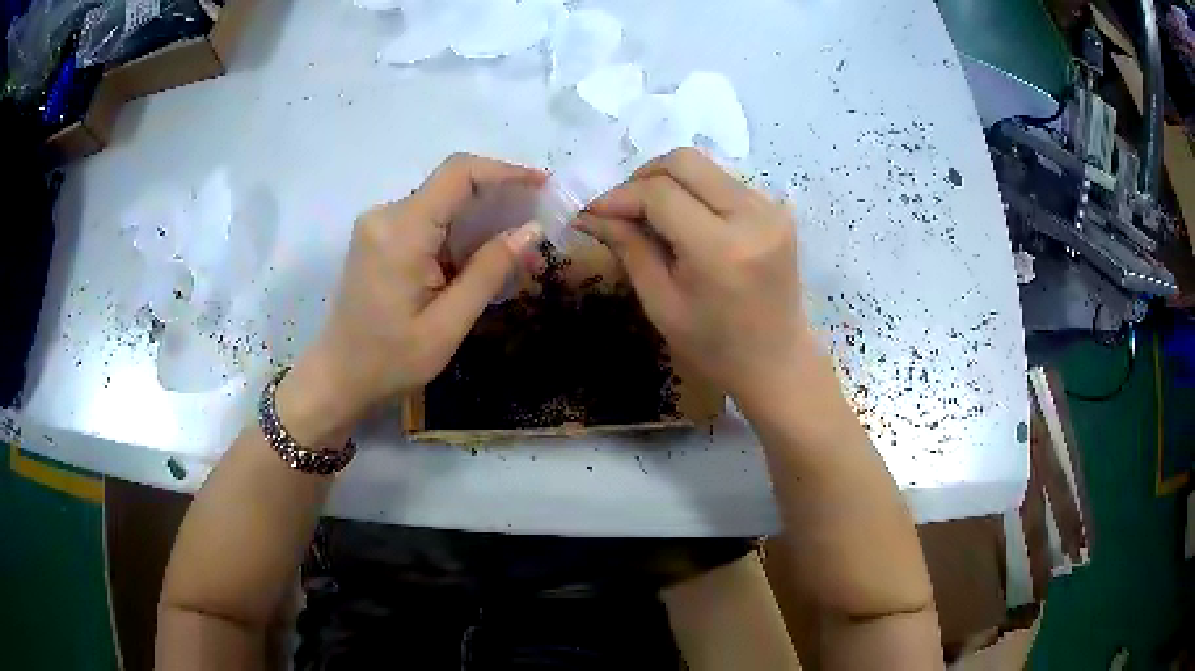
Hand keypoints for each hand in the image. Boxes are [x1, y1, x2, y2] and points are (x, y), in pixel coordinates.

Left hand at [284, 154, 544, 435]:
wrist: (338, 377)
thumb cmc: (390, 360)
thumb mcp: (447, 325)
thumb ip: (489, 272)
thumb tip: (531, 229)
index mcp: (401, 232)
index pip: (458, 174)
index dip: (504, 171)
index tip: (542, 186)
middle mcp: (386, 215)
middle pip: (451, 183)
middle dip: (498, 197)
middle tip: (538, 224)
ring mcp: (379, 224)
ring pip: (442, 201)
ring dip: (480, 216)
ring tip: (517, 246)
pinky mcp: (379, 236)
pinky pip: (428, 218)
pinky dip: (459, 230)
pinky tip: (480, 256)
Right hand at [580, 148, 809, 401]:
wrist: (777, 362)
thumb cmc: (714, 348)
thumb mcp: (662, 304)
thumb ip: (629, 248)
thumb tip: (591, 214)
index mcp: (722, 249)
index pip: (660, 194)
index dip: (619, 196)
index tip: (592, 211)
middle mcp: (752, 216)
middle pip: (685, 161)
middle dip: (643, 177)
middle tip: (621, 208)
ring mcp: (771, 208)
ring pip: (705, 166)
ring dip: (669, 181)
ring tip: (648, 215)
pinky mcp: (777, 210)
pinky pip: (723, 181)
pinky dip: (694, 191)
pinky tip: (682, 220)